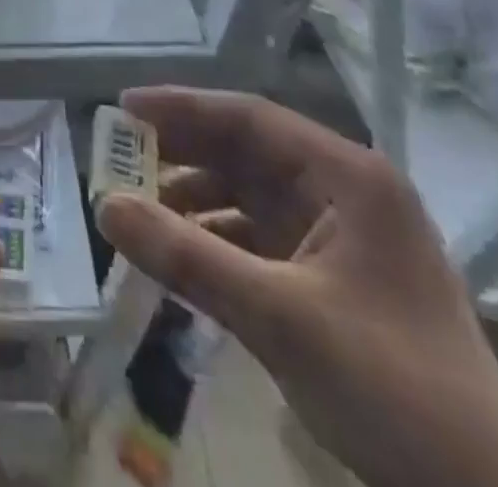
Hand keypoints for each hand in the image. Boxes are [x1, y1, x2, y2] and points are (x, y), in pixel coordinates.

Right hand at [96, 88, 497, 486]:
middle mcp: (346, 193)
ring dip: (194, 200)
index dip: (182, 107)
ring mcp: (342, 237)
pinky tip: (179, 256)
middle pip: (247, 152)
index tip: (123, 107)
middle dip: (182, 153)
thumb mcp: (279, 317)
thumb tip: (105, 205)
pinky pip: (260, 238)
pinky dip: (216, 241)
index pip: (250, 118)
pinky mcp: (334, 279)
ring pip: (249, 195)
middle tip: (119, 155)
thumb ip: (187, 256)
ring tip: (138, 209)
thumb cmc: (392, 391)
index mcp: (348, 177)